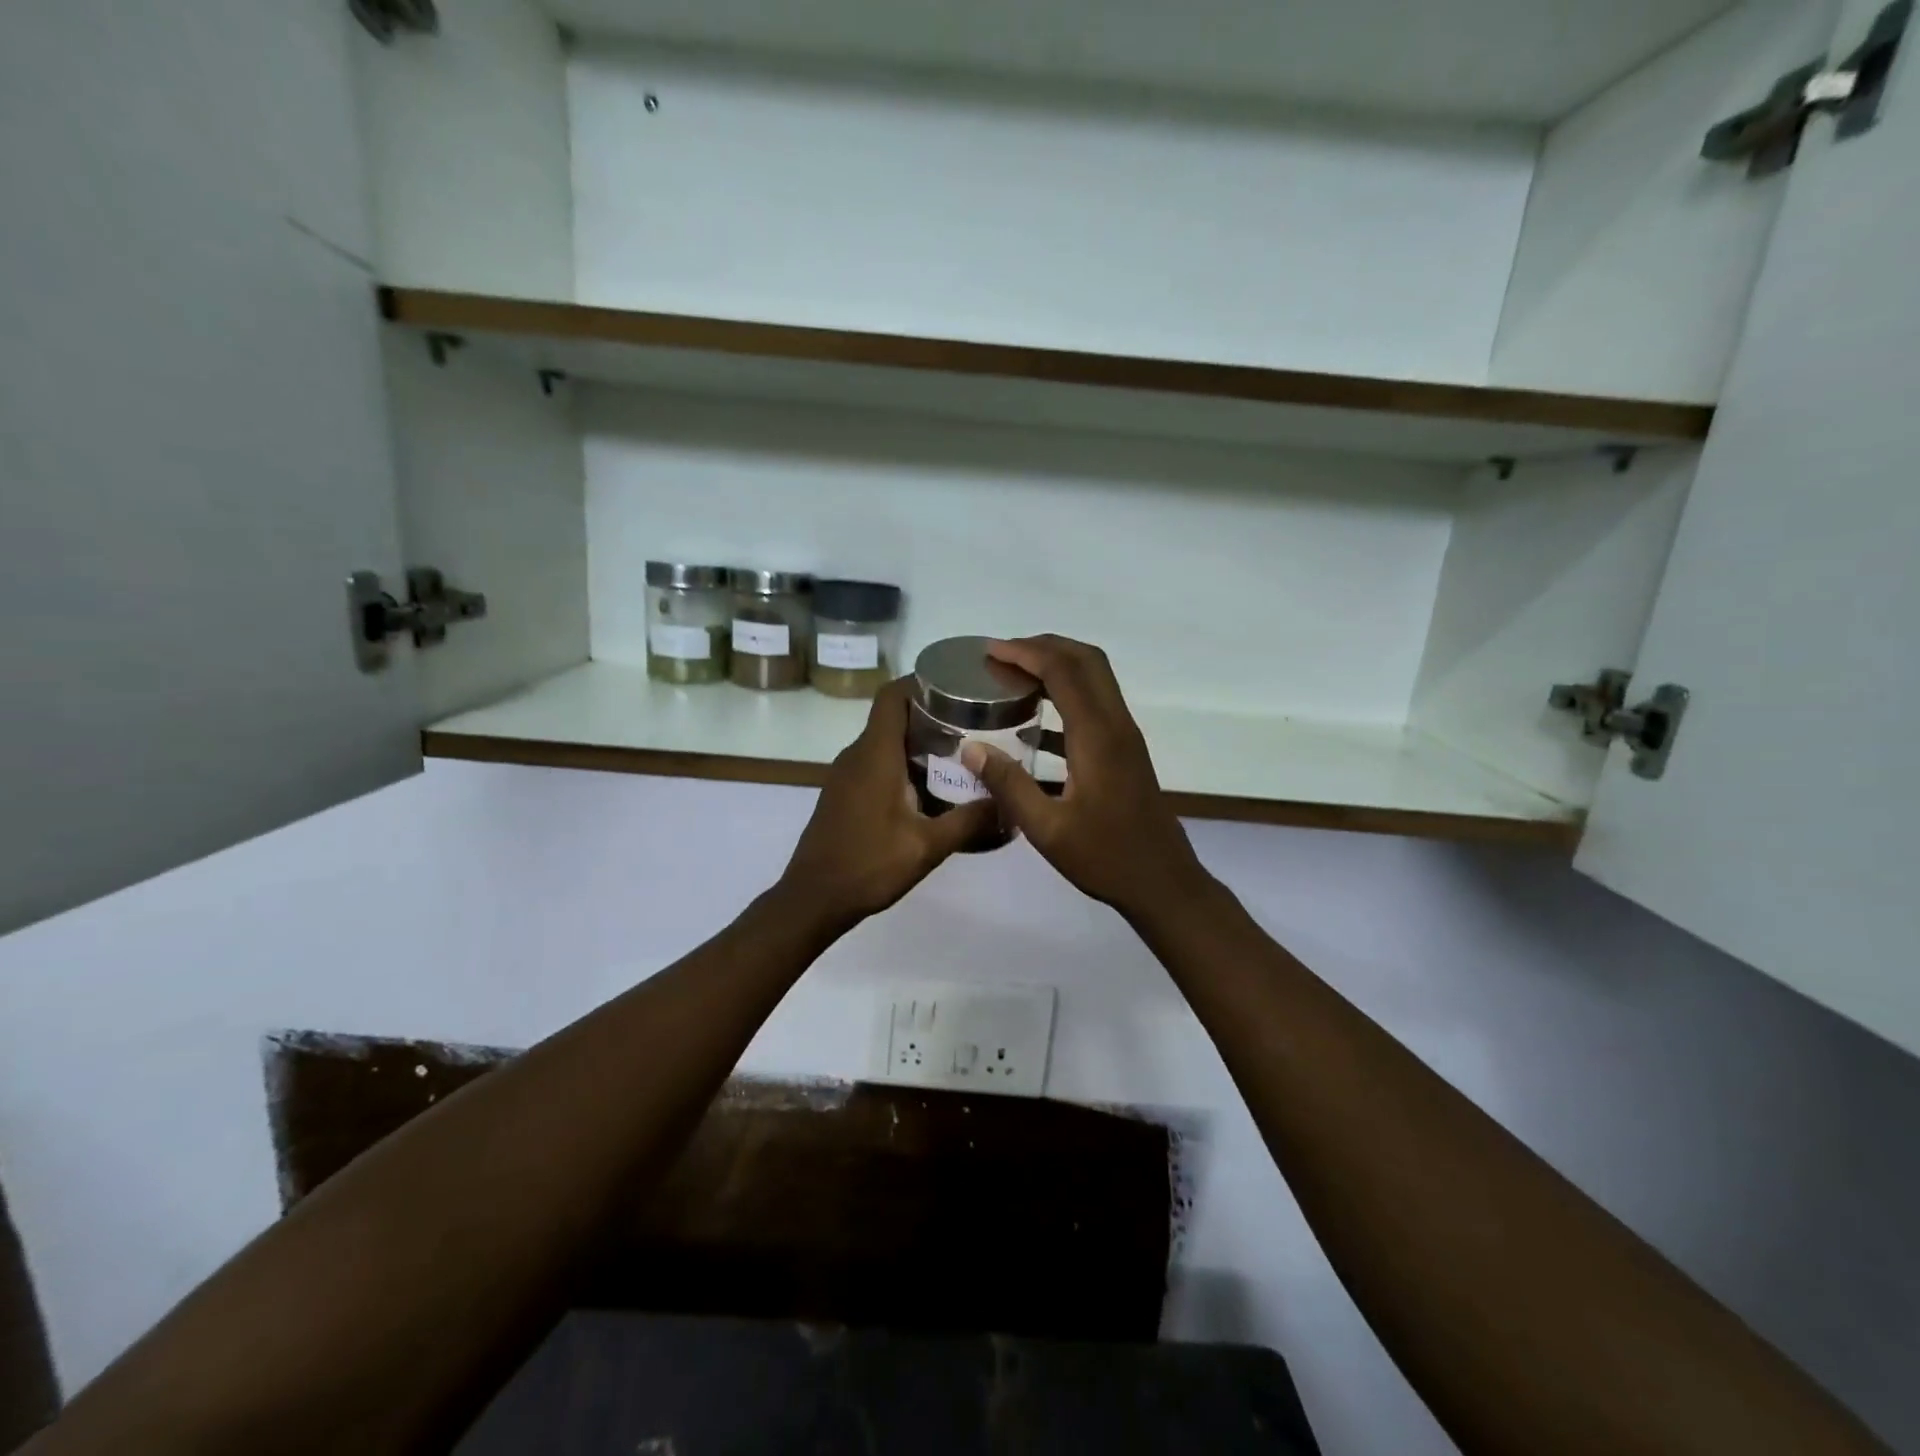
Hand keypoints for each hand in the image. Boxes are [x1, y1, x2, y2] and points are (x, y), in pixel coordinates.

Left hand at [777, 677, 997, 926]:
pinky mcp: (843, 794)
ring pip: (886, 742)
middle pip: (894, 716)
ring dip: (919, 744)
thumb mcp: (927, 846)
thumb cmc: (868, 865)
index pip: (893, 695)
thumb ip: (969, 821)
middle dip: (933, 716)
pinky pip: (876, 764)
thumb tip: (1008, 802)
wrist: (813, 899)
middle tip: (974, 726)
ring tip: (960, 757)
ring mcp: (846, 775)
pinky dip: (903, 765)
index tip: (958, 688)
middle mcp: (857, 755)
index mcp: (875, 754)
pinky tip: (930, 790)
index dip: (922, 682)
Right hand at [960, 635, 1212, 918]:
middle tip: (1001, 656)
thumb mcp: (1047, 829)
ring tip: (1013, 677)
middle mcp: (1116, 725)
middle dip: (1043, 647)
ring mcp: (1125, 737)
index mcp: (1097, 736)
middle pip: (1086, 660)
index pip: (1063, 671)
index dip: (1025, 653)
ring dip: (1057, 667)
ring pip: (1095, 679)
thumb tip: (971, 747)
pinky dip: (1065, 696)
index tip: (990, 651)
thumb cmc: (1106, 858)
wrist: (1164, 883)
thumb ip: (1009, 785)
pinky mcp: (1125, 751)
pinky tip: (1033, 723)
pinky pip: (1095, 705)